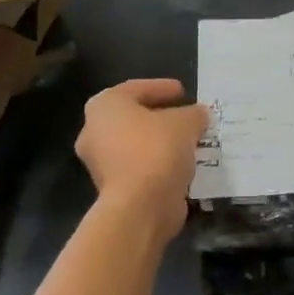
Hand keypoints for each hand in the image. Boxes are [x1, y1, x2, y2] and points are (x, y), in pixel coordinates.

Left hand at [76, 79, 208, 235]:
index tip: (184, 91)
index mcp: (105, 106)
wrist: (140, 206)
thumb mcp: (185, 123)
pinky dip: (159, 164)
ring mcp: (100, 163)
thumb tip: (199, 114)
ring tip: (190, 141)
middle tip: (186, 116)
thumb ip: (194, 114)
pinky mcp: (112, 188)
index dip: (162, 88)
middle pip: (133, 118)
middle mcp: (94, 131)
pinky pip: (140, 167)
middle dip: (161, 117)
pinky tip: (184, 163)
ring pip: (137, 145)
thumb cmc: (157, 150)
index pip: (136, 89)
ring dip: (161, 142)